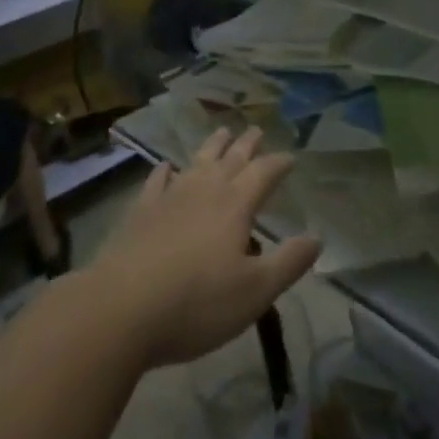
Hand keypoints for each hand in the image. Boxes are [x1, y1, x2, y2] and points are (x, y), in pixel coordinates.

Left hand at [84, 128, 320, 367]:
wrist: (120, 309)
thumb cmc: (196, 303)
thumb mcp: (254, 292)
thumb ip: (288, 263)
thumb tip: (317, 237)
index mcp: (236, 205)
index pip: (264, 173)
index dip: (279, 164)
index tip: (291, 157)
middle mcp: (205, 190)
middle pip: (231, 159)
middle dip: (247, 144)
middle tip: (256, 129)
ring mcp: (170, 197)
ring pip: (197, 162)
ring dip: (212, 146)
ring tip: (222, 131)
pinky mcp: (140, 212)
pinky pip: (157, 182)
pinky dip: (165, 171)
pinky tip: (166, 167)